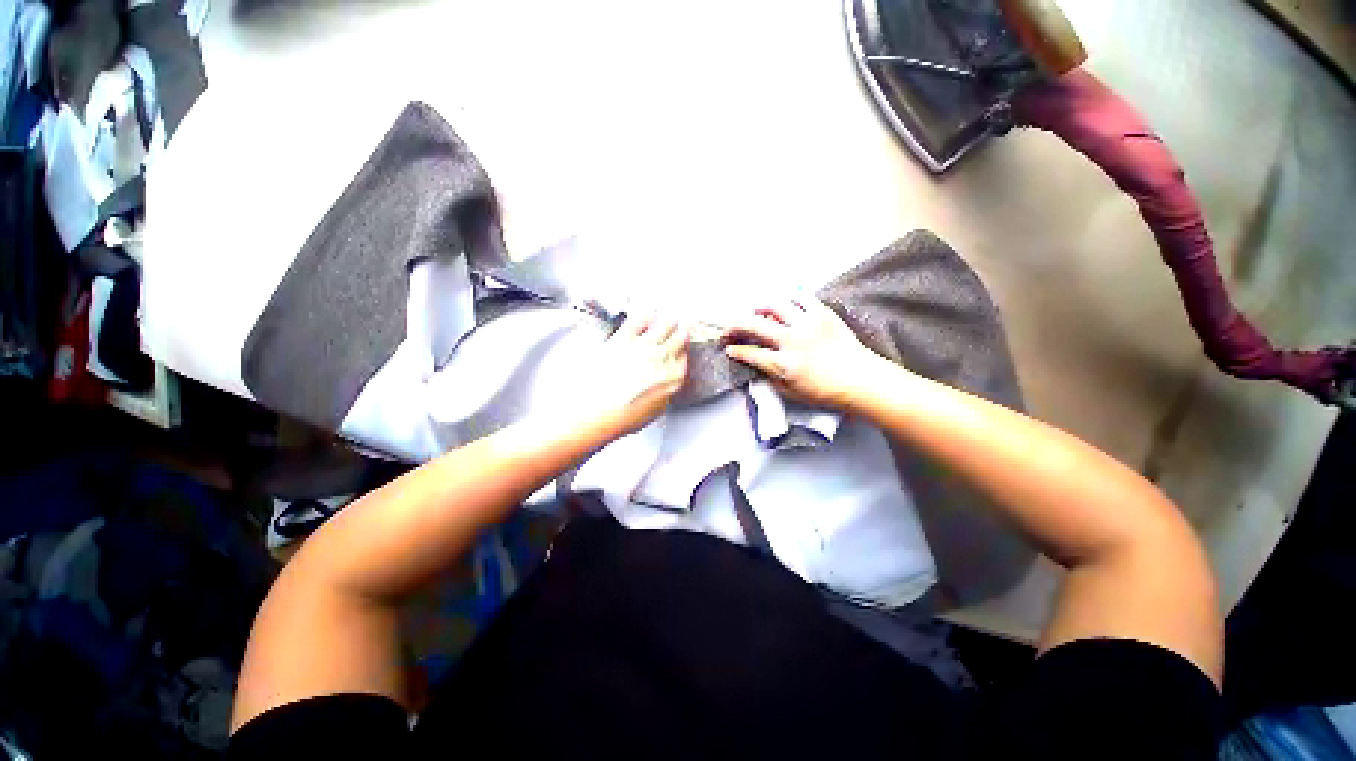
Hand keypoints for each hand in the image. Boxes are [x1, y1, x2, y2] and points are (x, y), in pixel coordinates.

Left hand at [590, 313, 689, 434]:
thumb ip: (665, 391)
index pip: (685, 355)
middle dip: (680, 330)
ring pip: (665, 323)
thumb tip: (665, 382)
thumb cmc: (620, 416)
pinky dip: (645, 314)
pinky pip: (640, 319)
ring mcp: (643, 346)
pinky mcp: (623, 338)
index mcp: (673, 378)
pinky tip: (646, 311)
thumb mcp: (654, 410)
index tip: (682, 343)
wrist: (592, 413)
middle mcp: (662, 358)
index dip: (683, 348)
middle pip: (679, 336)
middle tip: (680, 325)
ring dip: (667, 320)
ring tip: (667, 316)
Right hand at [723, 297, 884, 409]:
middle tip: (729, 327)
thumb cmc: (825, 392)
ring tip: (755, 313)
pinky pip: (800, 298)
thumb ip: (769, 378)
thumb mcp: (791, 393)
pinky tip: (783, 308)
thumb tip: (755, 364)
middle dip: (734, 324)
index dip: (735, 349)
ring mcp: (808, 324)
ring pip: (775, 305)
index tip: (728, 348)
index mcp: (784, 364)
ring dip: (759, 307)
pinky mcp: (823, 314)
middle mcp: (792, 341)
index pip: (750, 352)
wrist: (862, 381)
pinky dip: (788, 300)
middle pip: (754, 324)